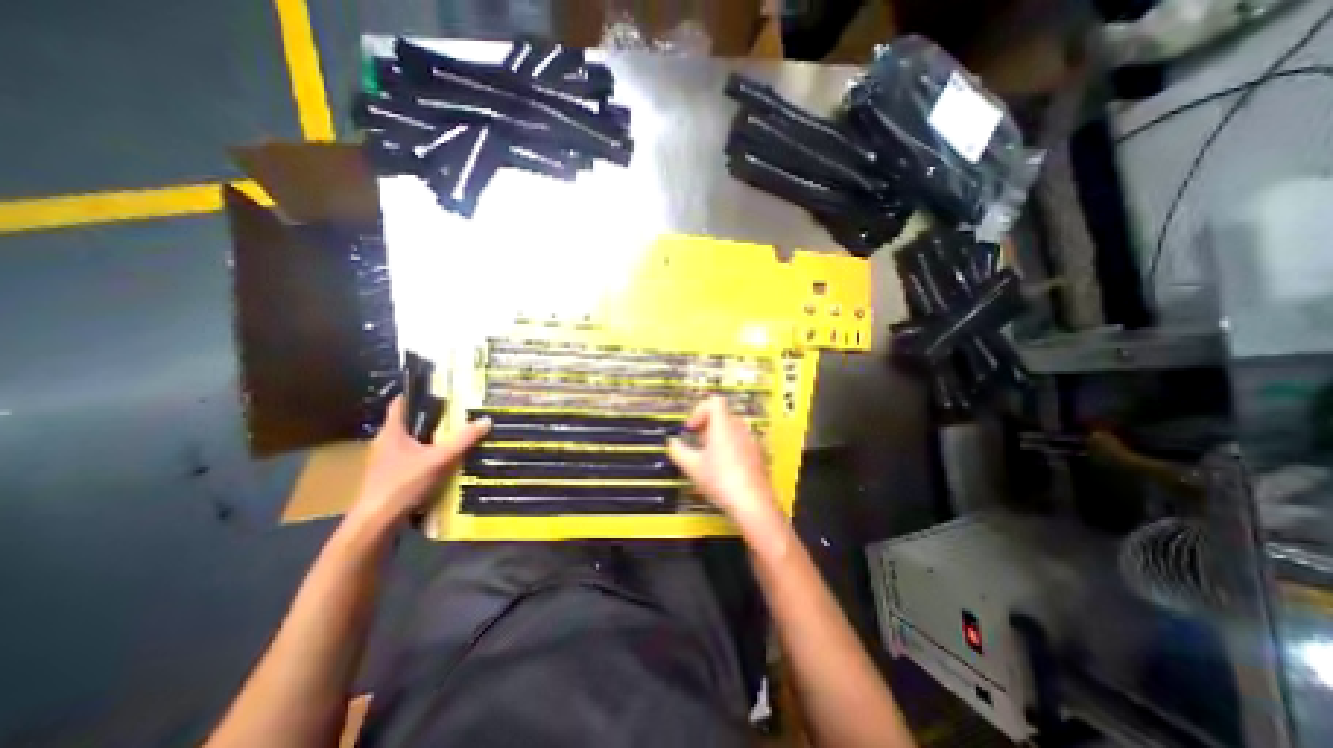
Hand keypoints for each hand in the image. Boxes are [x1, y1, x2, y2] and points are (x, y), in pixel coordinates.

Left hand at [342, 396, 487, 532]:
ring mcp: (384, 462)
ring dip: (428, 439)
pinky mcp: (388, 478)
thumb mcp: (440, 459)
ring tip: (453, 436)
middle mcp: (385, 443)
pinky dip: (425, 456)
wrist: (376, 523)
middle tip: (455, 413)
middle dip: (430, 418)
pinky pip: (410, 459)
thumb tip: (486, 420)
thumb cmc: (404, 483)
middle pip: (408, 423)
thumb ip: (463, 439)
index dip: (416, 393)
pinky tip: (443, 463)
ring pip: (409, 442)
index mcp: (392, 432)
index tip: (436, 389)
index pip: (400, 403)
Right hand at [663, 401, 782, 539]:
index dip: (699, 411)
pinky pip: (741, 442)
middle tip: (697, 443)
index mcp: (723, 426)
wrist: (751, 503)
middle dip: (706, 426)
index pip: (714, 402)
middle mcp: (739, 429)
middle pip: (722, 415)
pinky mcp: (757, 454)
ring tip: (708, 457)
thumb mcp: (692, 467)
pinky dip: (730, 447)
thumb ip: (678, 450)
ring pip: (732, 429)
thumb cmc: (722, 482)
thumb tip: (672, 443)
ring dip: (718, 437)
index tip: (691, 428)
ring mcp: (751, 441)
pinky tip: (723, 467)